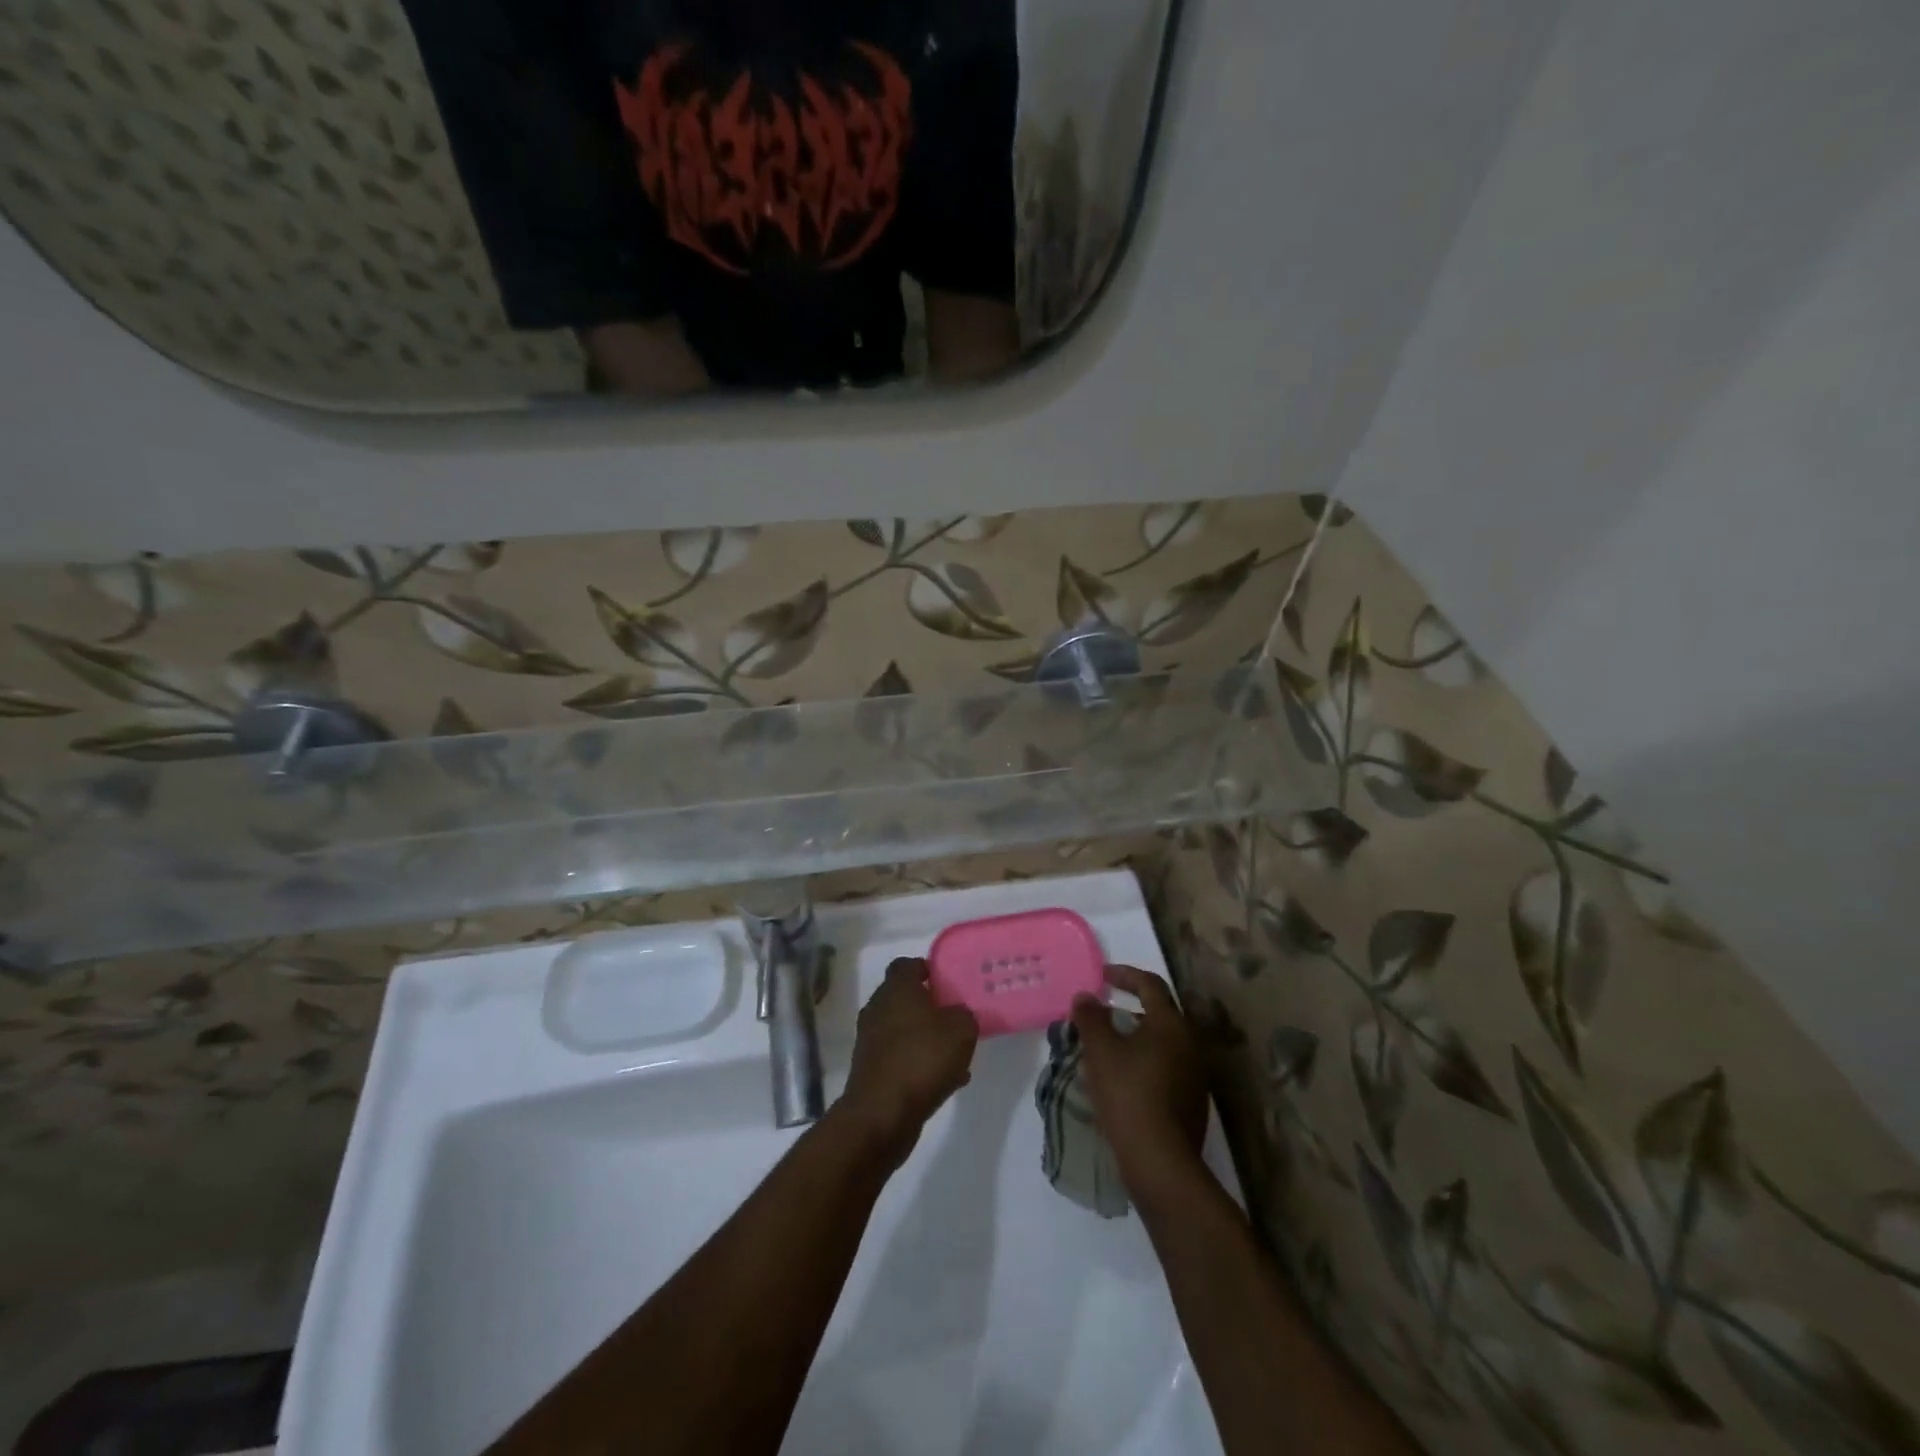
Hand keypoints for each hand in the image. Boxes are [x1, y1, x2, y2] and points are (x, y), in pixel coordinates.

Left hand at [838, 958, 978, 1163]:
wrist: (881, 1114)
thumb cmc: (922, 1059)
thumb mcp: (961, 1030)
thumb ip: (963, 1015)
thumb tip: (957, 1015)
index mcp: (896, 989)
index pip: (906, 964)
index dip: (926, 968)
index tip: (946, 981)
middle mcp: (878, 1008)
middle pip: (903, 997)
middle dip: (928, 1006)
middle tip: (954, 1017)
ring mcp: (870, 1040)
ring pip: (902, 1029)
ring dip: (925, 1037)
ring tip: (955, 1055)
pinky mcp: (869, 1069)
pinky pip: (899, 1057)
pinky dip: (917, 1063)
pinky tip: (944, 1080)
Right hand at [1071, 965, 1209, 1199]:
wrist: (1161, 1163)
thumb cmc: (1128, 1095)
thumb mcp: (1100, 1051)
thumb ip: (1091, 1017)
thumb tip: (1086, 996)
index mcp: (1171, 1024)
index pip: (1150, 984)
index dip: (1125, 975)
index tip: (1102, 976)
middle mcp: (1190, 1044)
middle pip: (1158, 1014)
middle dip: (1128, 1009)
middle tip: (1101, 1014)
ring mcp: (1195, 1075)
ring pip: (1161, 1043)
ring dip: (1135, 1038)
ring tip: (1106, 1048)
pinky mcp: (1192, 1103)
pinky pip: (1165, 1068)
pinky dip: (1143, 1063)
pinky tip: (1121, 1079)